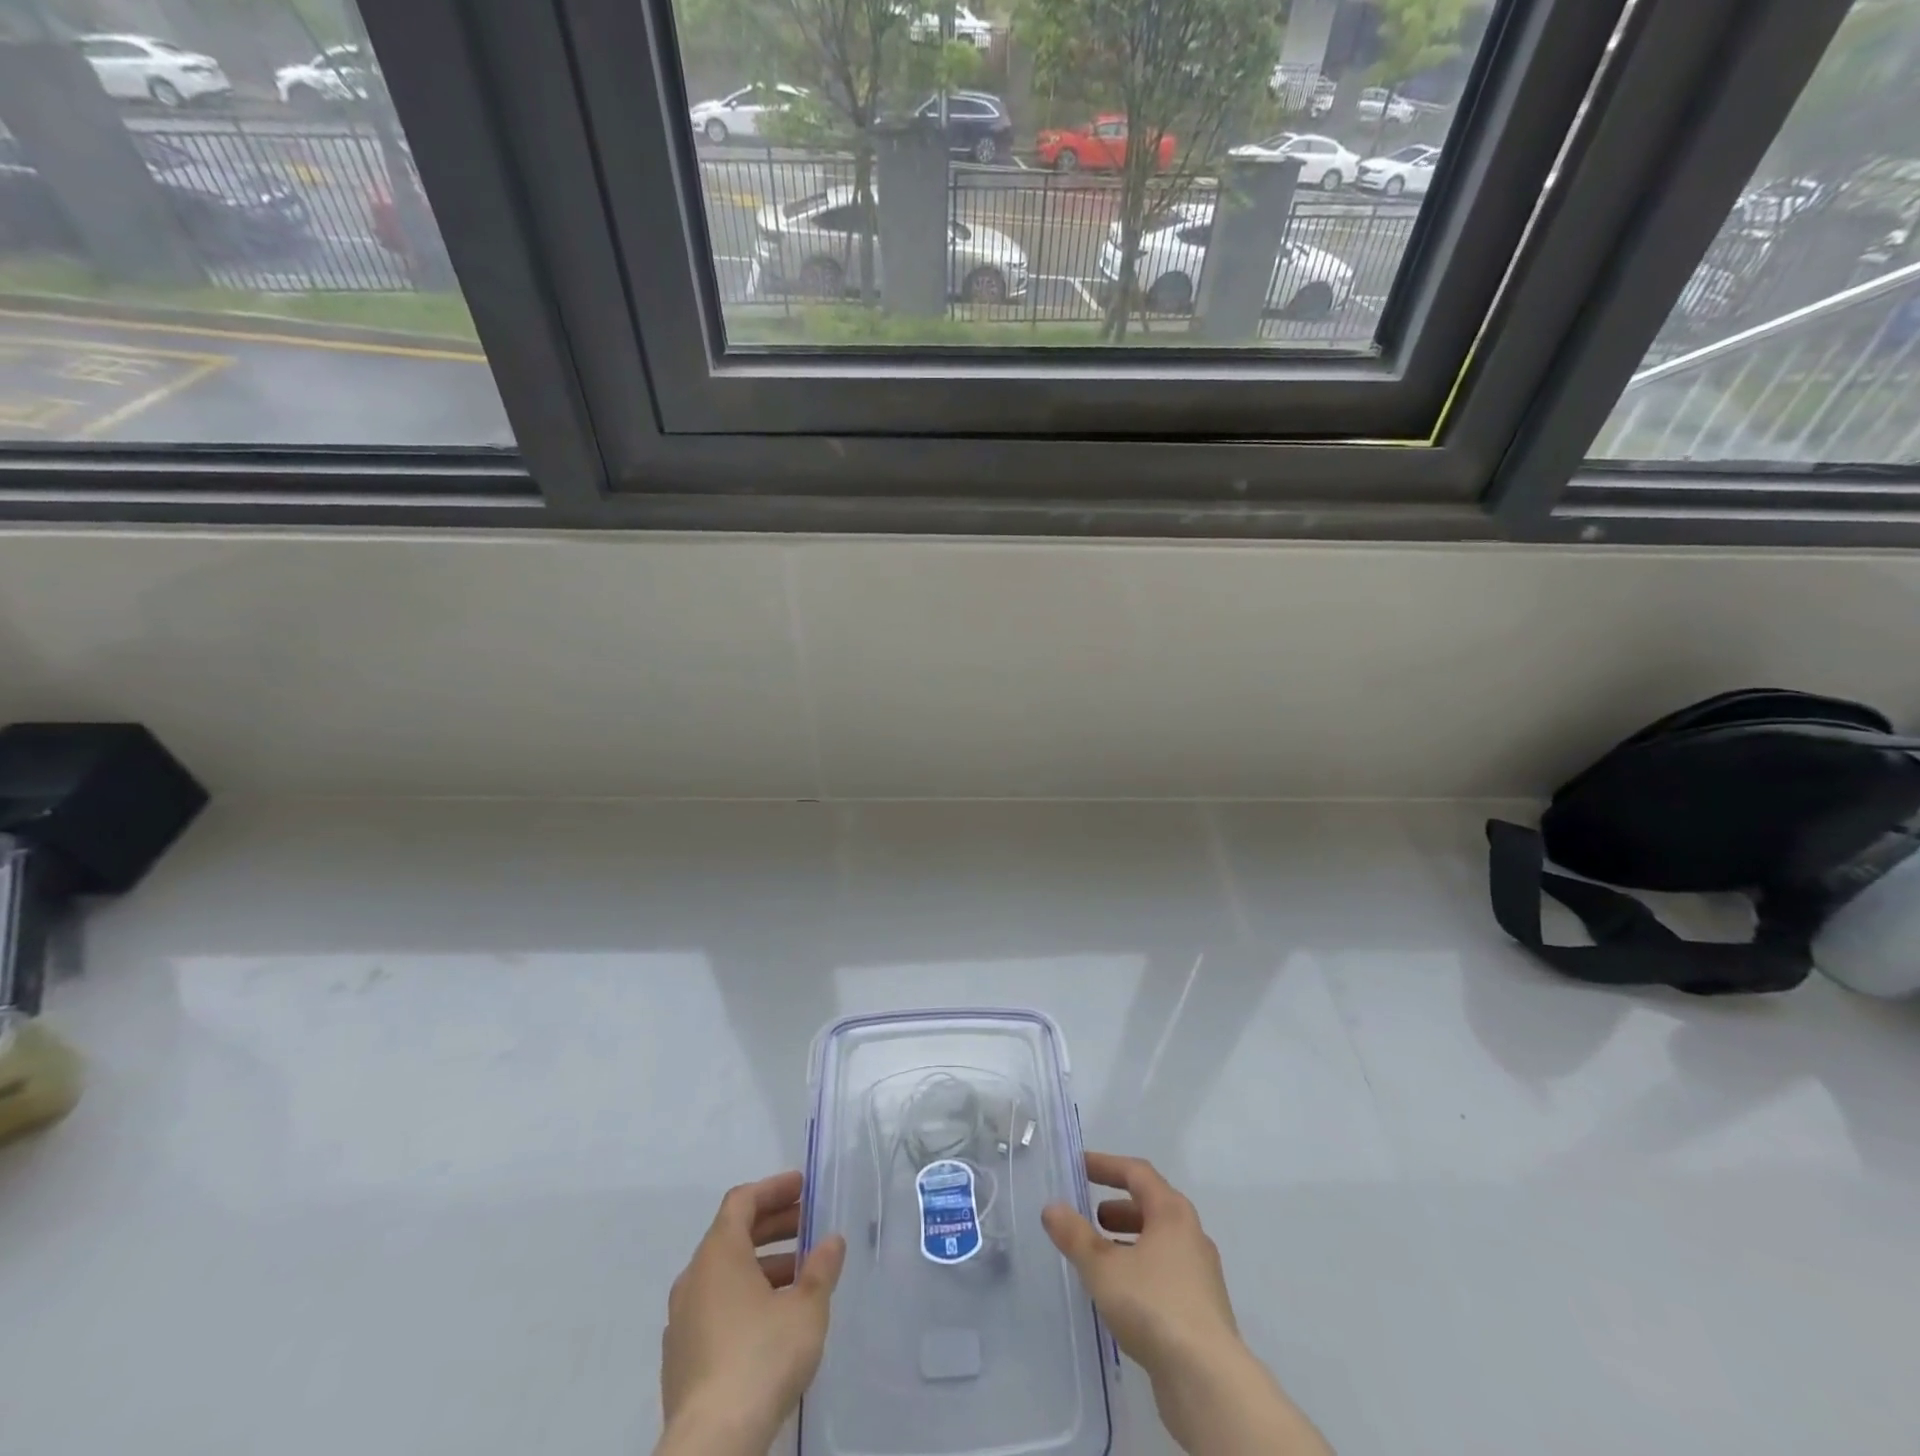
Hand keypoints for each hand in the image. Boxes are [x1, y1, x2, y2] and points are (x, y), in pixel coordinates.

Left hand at [657, 1171, 846, 1455]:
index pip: (742, 1201)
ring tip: (798, 1276)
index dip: (773, 1189)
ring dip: (761, 1264)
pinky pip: (714, 1306)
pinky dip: (744, 1295)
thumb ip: (820, 1269)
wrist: (711, 1445)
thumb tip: (831, 1241)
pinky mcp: (681, 1358)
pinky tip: (772, 1318)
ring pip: (724, 1273)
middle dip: (772, 1225)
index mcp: (719, 1254)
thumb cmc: (761, 1358)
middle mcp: (694, 1278)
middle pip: (732, 1234)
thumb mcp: (806, 1308)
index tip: (802, 1186)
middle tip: (807, 1225)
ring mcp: (682, 1320)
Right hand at [1040, 1151, 1237, 1371]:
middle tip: (1090, 1217)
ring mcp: (1200, 1274)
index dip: (1106, 1165)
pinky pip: (1166, 1273)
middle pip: (1151, 1206)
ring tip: (1100, 1258)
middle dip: (1118, 1207)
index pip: (1137, 1172)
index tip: (1079, 1167)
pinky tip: (1121, 1295)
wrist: (1207, 1381)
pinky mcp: (1202, 1309)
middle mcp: (1191, 1234)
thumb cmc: (1153, 1306)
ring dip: (1128, 1241)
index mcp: (1172, 1212)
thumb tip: (1051, 1207)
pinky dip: (1140, 1269)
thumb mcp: (1103, 1267)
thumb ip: (1075, 1235)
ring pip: (1159, 1242)